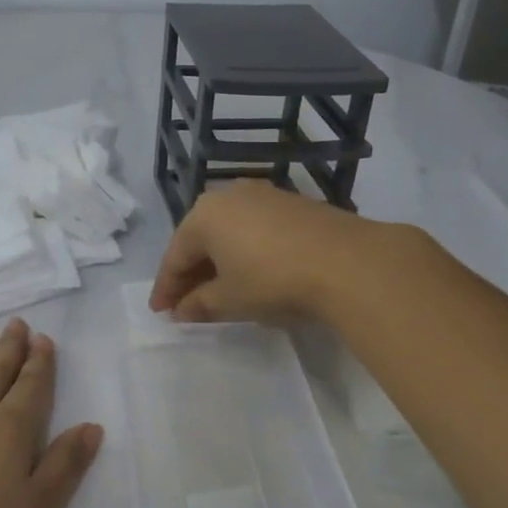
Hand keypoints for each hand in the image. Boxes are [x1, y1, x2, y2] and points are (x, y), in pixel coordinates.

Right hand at [148, 182, 384, 323]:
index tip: (160, 312)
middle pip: (199, 239)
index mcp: (204, 215)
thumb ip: (199, 304)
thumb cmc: (273, 280)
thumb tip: (182, 310)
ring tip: (217, 290)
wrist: (347, 262)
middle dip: (191, 273)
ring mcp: (263, 195)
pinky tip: (249, 272)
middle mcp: (229, 195)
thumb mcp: (230, 299)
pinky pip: (254, 228)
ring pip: (228, 232)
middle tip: (185, 304)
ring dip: (218, 261)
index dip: (166, 288)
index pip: (174, 256)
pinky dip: (244, 251)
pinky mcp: (292, 203)